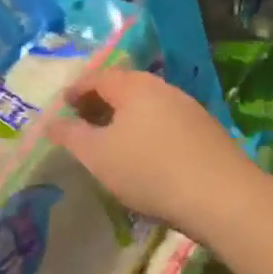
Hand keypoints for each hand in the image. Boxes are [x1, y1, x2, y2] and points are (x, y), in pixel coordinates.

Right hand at [47, 68, 259, 237]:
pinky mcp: (207, 133)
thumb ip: (71, 136)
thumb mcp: (98, 156)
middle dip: (101, 103)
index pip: (98, 77)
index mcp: (134, 86)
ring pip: (148, 107)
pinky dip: (148, 132)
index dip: (77, 90)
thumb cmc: (149, 170)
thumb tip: (51, 121)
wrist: (221, 196)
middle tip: (84, 123)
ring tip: (112, 143)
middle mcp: (164, 89)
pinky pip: (167, 124)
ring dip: (127, 119)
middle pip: (125, 88)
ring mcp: (190, 109)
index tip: (63, 106)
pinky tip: (146, 157)